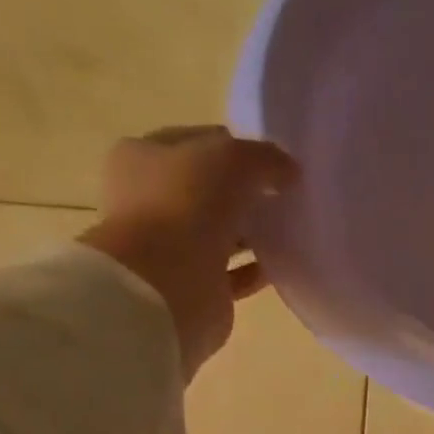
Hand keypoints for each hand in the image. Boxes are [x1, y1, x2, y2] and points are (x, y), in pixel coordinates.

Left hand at [79, 126, 297, 379]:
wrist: (167, 286)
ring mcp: (172, 249)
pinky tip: (281, 265)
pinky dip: (255, 270)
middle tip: (284, 197)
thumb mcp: (232, 159)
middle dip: (245, 194)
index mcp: (143, 157)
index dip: (235, 148)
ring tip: (289, 230)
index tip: (273, 162)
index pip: (198, 144)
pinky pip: (232, 274)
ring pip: (220, 234)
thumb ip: (264, 158)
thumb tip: (289, 171)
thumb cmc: (186, 206)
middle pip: (209, 192)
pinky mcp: (195, 289)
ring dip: (251, 233)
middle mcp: (152, 202)